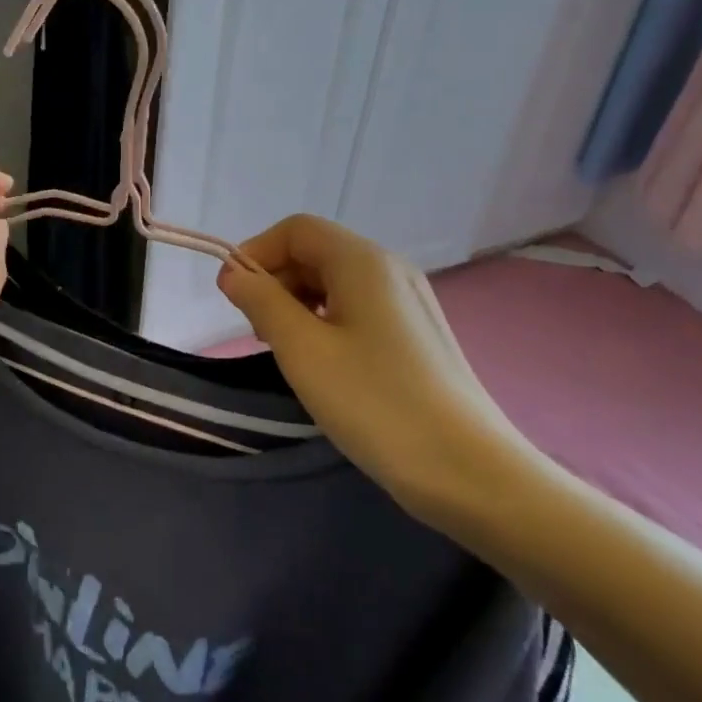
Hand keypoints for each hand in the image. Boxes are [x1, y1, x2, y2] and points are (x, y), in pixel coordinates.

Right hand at [216, 215, 541, 527]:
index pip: (297, 230)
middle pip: (318, 252)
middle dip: (277, 281)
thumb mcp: (303, 350)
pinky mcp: (417, 334)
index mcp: (363, 261)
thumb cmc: (376, 403)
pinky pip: (359, 308)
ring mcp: (409, 302)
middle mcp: (390, 269)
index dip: (257, 252)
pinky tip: (324, 363)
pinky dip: (327, 322)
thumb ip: (262, 302)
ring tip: (287, 352)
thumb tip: (233, 273)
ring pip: (337, 282)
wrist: (469, 471)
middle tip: (258, 333)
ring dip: (299, 304)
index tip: (232, 297)